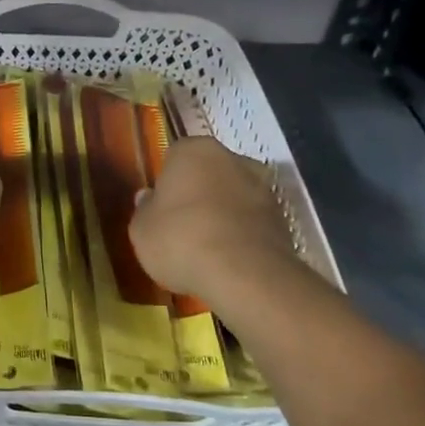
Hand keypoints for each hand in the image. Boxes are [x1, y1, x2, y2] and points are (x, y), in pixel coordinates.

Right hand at [130, 137, 303, 320]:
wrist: (244, 274)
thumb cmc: (181, 239)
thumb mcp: (141, 229)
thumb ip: (144, 210)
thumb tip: (149, 198)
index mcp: (194, 150)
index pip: (175, 156)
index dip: (166, 181)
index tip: (160, 205)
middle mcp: (234, 159)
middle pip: (209, 173)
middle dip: (197, 193)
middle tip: (181, 224)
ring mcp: (264, 188)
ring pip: (233, 196)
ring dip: (222, 213)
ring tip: (205, 246)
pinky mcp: (283, 219)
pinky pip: (251, 221)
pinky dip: (240, 234)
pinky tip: (227, 259)